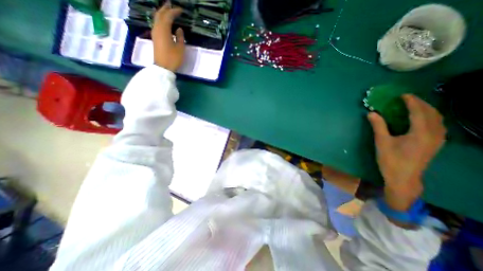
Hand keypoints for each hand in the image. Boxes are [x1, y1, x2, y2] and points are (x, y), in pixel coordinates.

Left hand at [153, 3, 184, 71]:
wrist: (163, 67)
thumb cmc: (173, 58)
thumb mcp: (180, 49)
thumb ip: (180, 37)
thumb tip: (178, 29)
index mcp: (164, 30)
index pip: (168, 16)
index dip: (174, 11)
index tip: (181, 10)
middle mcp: (157, 28)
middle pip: (160, 14)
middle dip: (165, 8)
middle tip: (171, 4)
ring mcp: (155, 33)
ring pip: (157, 18)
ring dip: (162, 13)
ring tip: (167, 10)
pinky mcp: (155, 38)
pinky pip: (156, 24)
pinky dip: (161, 20)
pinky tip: (164, 21)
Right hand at [371, 96, 444, 211]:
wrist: (403, 178)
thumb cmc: (390, 160)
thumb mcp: (382, 142)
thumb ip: (378, 126)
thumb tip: (371, 113)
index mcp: (420, 133)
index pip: (419, 112)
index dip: (411, 102)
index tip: (403, 95)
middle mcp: (434, 134)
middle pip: (432, 113)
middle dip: (421, 103)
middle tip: (407, 99)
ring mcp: (438, 140)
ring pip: (438, 119)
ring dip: (427, 109)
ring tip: (414, 105)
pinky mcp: (436, 144)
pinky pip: (438, 125)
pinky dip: (431, 117)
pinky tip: (422, 118)